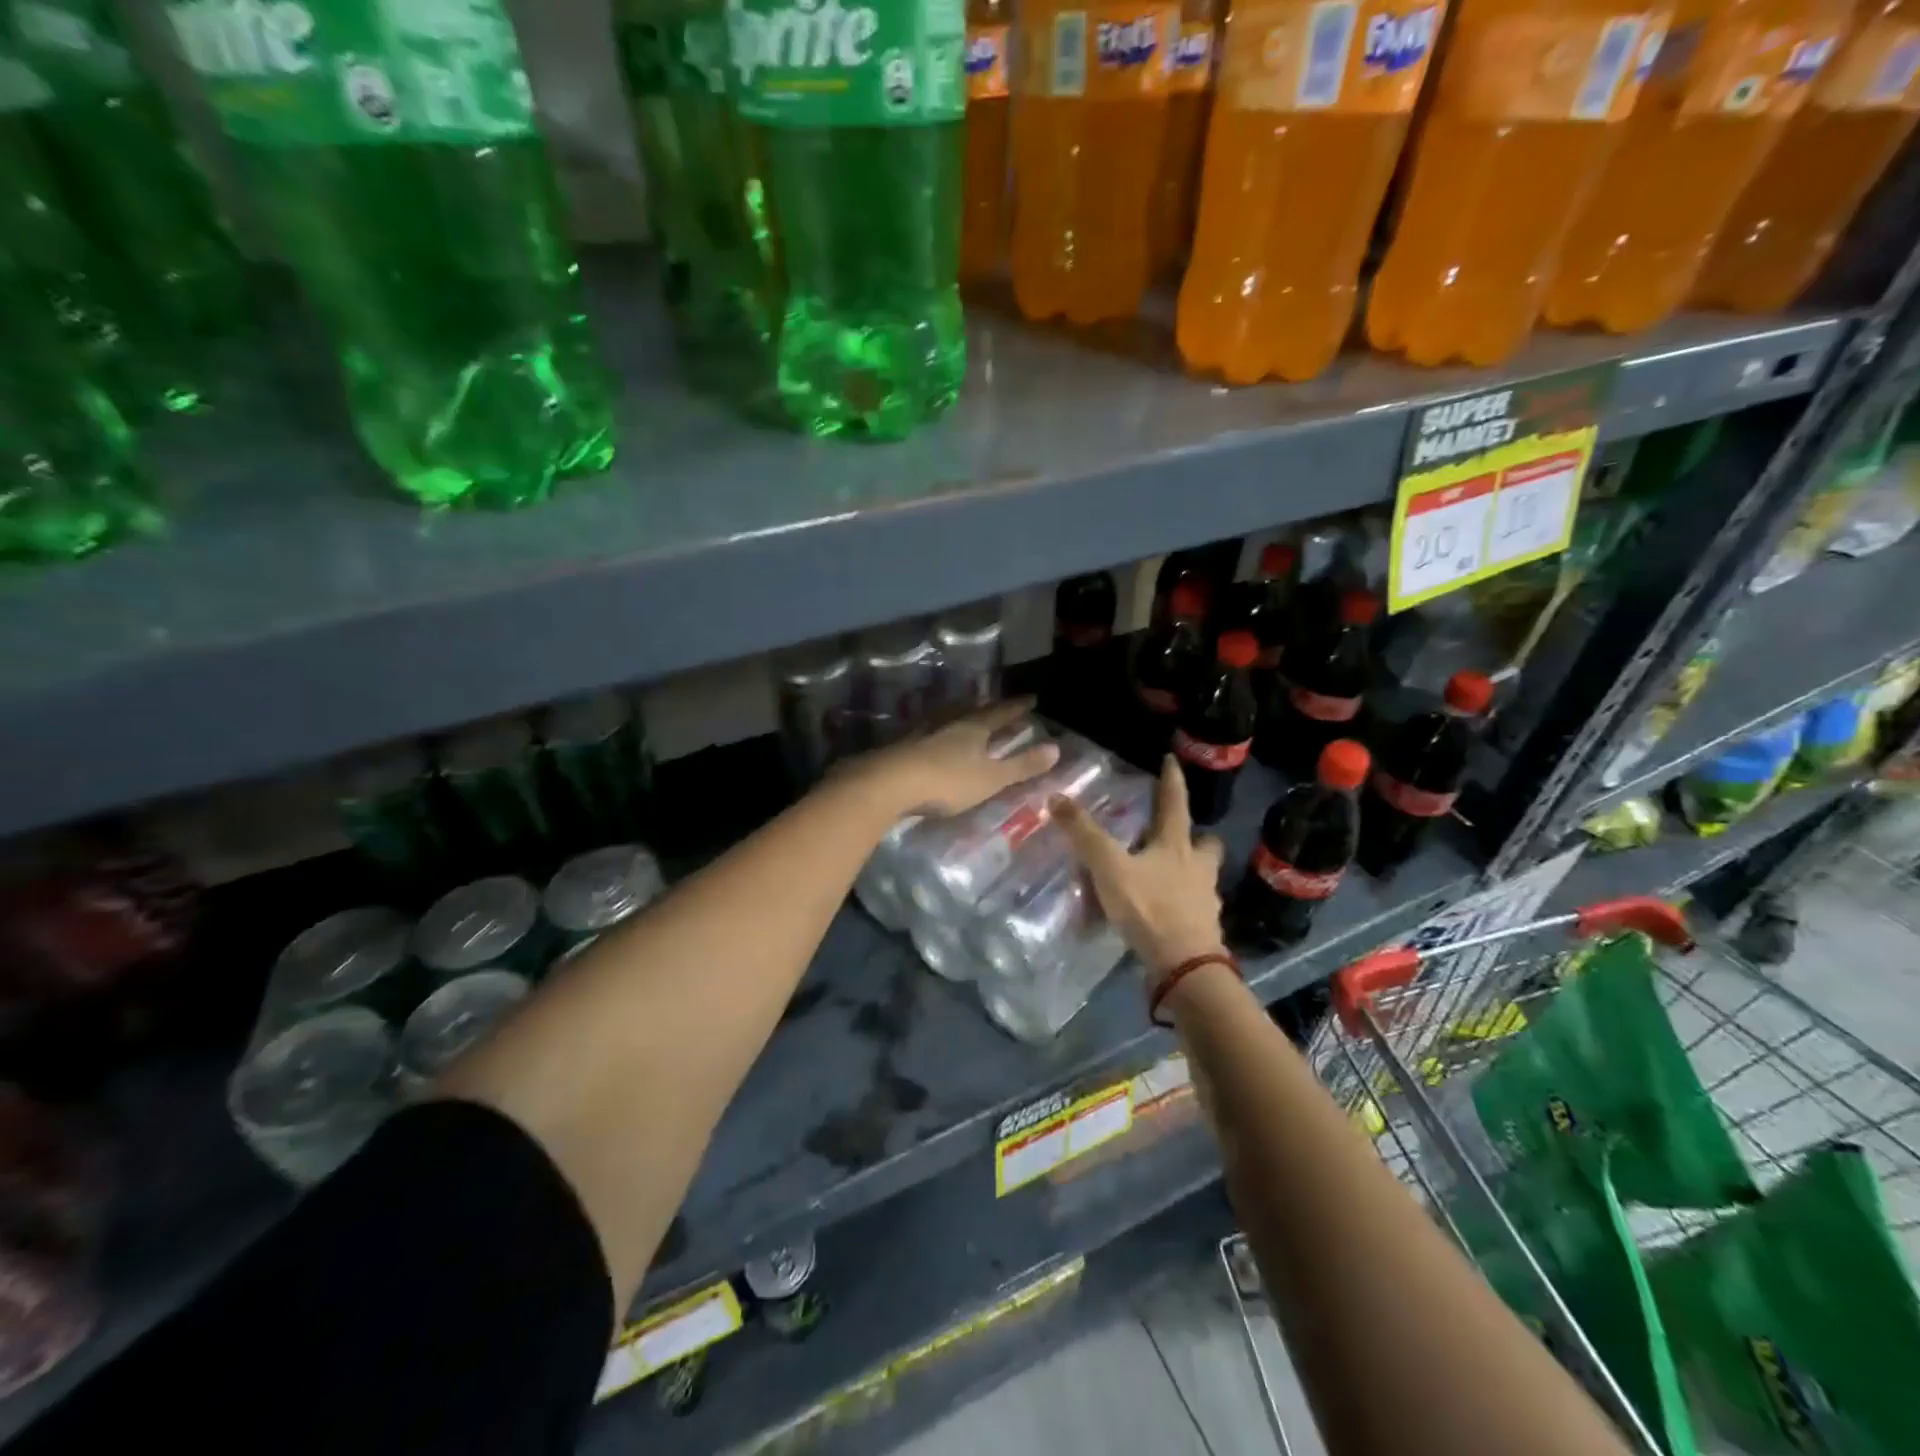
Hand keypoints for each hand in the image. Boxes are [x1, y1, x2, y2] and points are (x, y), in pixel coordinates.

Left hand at [853, 700, 1059, 817]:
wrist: (888, 783)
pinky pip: (928, 730)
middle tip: (998, 703)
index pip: (1000, 713)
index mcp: (973, 728)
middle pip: (972, 710)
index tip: (1031, 698)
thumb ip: (1021, 766)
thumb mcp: (990, 778)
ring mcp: (922, 732)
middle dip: (988, 707)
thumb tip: (1057, 748)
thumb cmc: (946, 781)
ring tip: (967, 713)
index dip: (1016, 708)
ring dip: (961, 715)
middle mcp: (949, 723)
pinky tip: (933, 736)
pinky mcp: (902, 745)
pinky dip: (938, 730)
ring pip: (947, 717)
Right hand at [1053, 756, 1227, 986]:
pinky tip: (1161, 913)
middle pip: (1205, 844)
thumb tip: (1056, 796)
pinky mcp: (1202, 929)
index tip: (1171, 760)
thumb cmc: (1150, 907)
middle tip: (1179, 835)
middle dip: (1196, 836)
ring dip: (1189, 872)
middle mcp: (1197, 868)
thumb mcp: (1109, 866)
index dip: (1172, 781)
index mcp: (1177, 846)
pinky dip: (1180, 905)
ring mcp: (1204, 900)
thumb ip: (1084, 834)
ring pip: (1202, 877)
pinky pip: (1193, 908)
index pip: (1175, 804)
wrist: (1184, 965)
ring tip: (1165, 876)